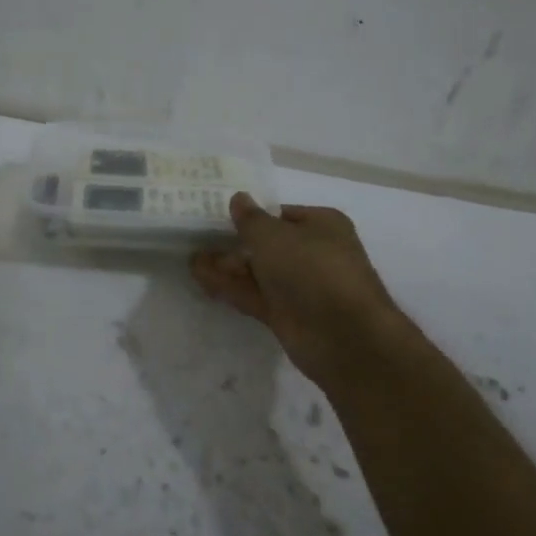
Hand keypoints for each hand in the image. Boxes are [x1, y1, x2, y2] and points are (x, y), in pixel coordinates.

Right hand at [190, 194, 416, 391]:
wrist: (343, 336)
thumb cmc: (312, 269)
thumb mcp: (273, 235)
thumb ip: (250, 219)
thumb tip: (238, 198)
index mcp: (321, 225)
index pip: (281, 215)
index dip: (252, 215)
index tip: (219, 214)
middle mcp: (313, 253)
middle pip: (268, 244)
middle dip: (235, 243)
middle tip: (199, 238)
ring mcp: (300, 287)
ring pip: (258, 271)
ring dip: (227, 266)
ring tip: (191, 259)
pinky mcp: (287, 315)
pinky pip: (253, 295)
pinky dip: (229, 287)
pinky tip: (201, 279)